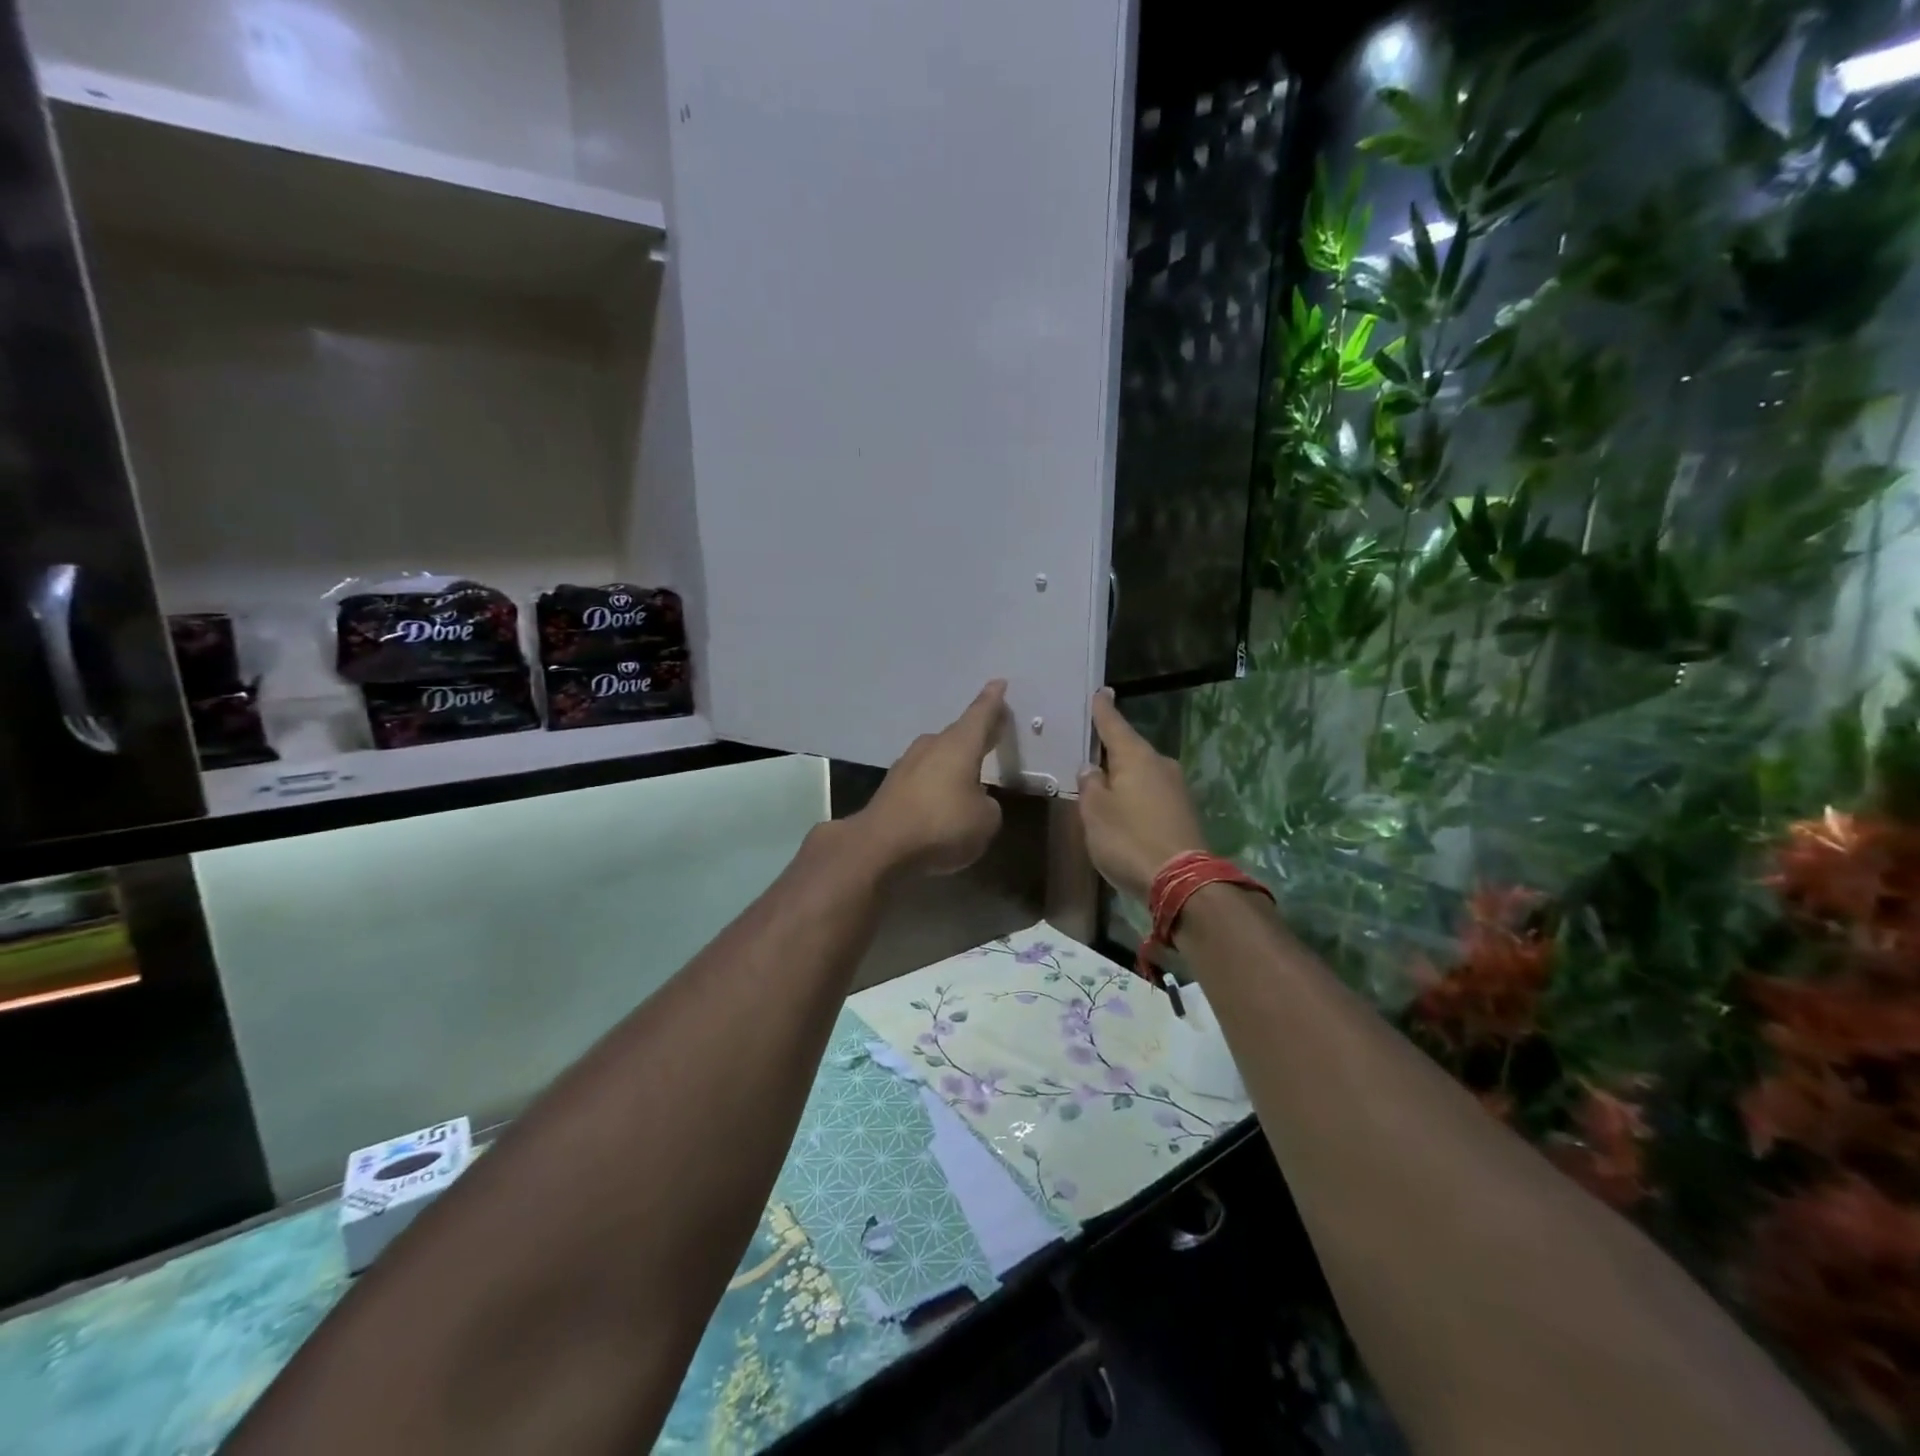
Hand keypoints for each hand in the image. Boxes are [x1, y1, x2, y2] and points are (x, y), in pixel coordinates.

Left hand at [854, 680, 1007, 876]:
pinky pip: (923, 777)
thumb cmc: (942, 824)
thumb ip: (988, 806)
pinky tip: (942, 799)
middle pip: (959, 734)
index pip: (980, 714)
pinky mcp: (892, 787)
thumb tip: (976, 801)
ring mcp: (907, 764)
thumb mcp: (985, 821)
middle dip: (976, 734)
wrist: (881, 844)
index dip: (993, 701)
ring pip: (938, 755)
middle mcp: (932, 746)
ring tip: (970, 771)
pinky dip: (936, 783)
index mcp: (959, 745)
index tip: (999, 683)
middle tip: (993, 731)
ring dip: (954, 761)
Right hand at [1077, 688, 1209, 901]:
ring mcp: (1176, 788)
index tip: (1100, 692)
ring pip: (1142, 773)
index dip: (1103, 710)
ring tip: (1102, 784)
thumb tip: (1092, 769)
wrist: (1181, 881)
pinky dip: (1135, 795)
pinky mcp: (1183, 812)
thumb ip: (1090, 785)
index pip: (1114, 724)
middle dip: (1111, 749)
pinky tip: (1123, 808)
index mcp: (1136, 757)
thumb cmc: (1129, 839)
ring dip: (1124, 776)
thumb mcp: (1095, 812)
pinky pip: (1152, 793)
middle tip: (1089, 749)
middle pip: (1130, 749)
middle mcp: (1160, 765)